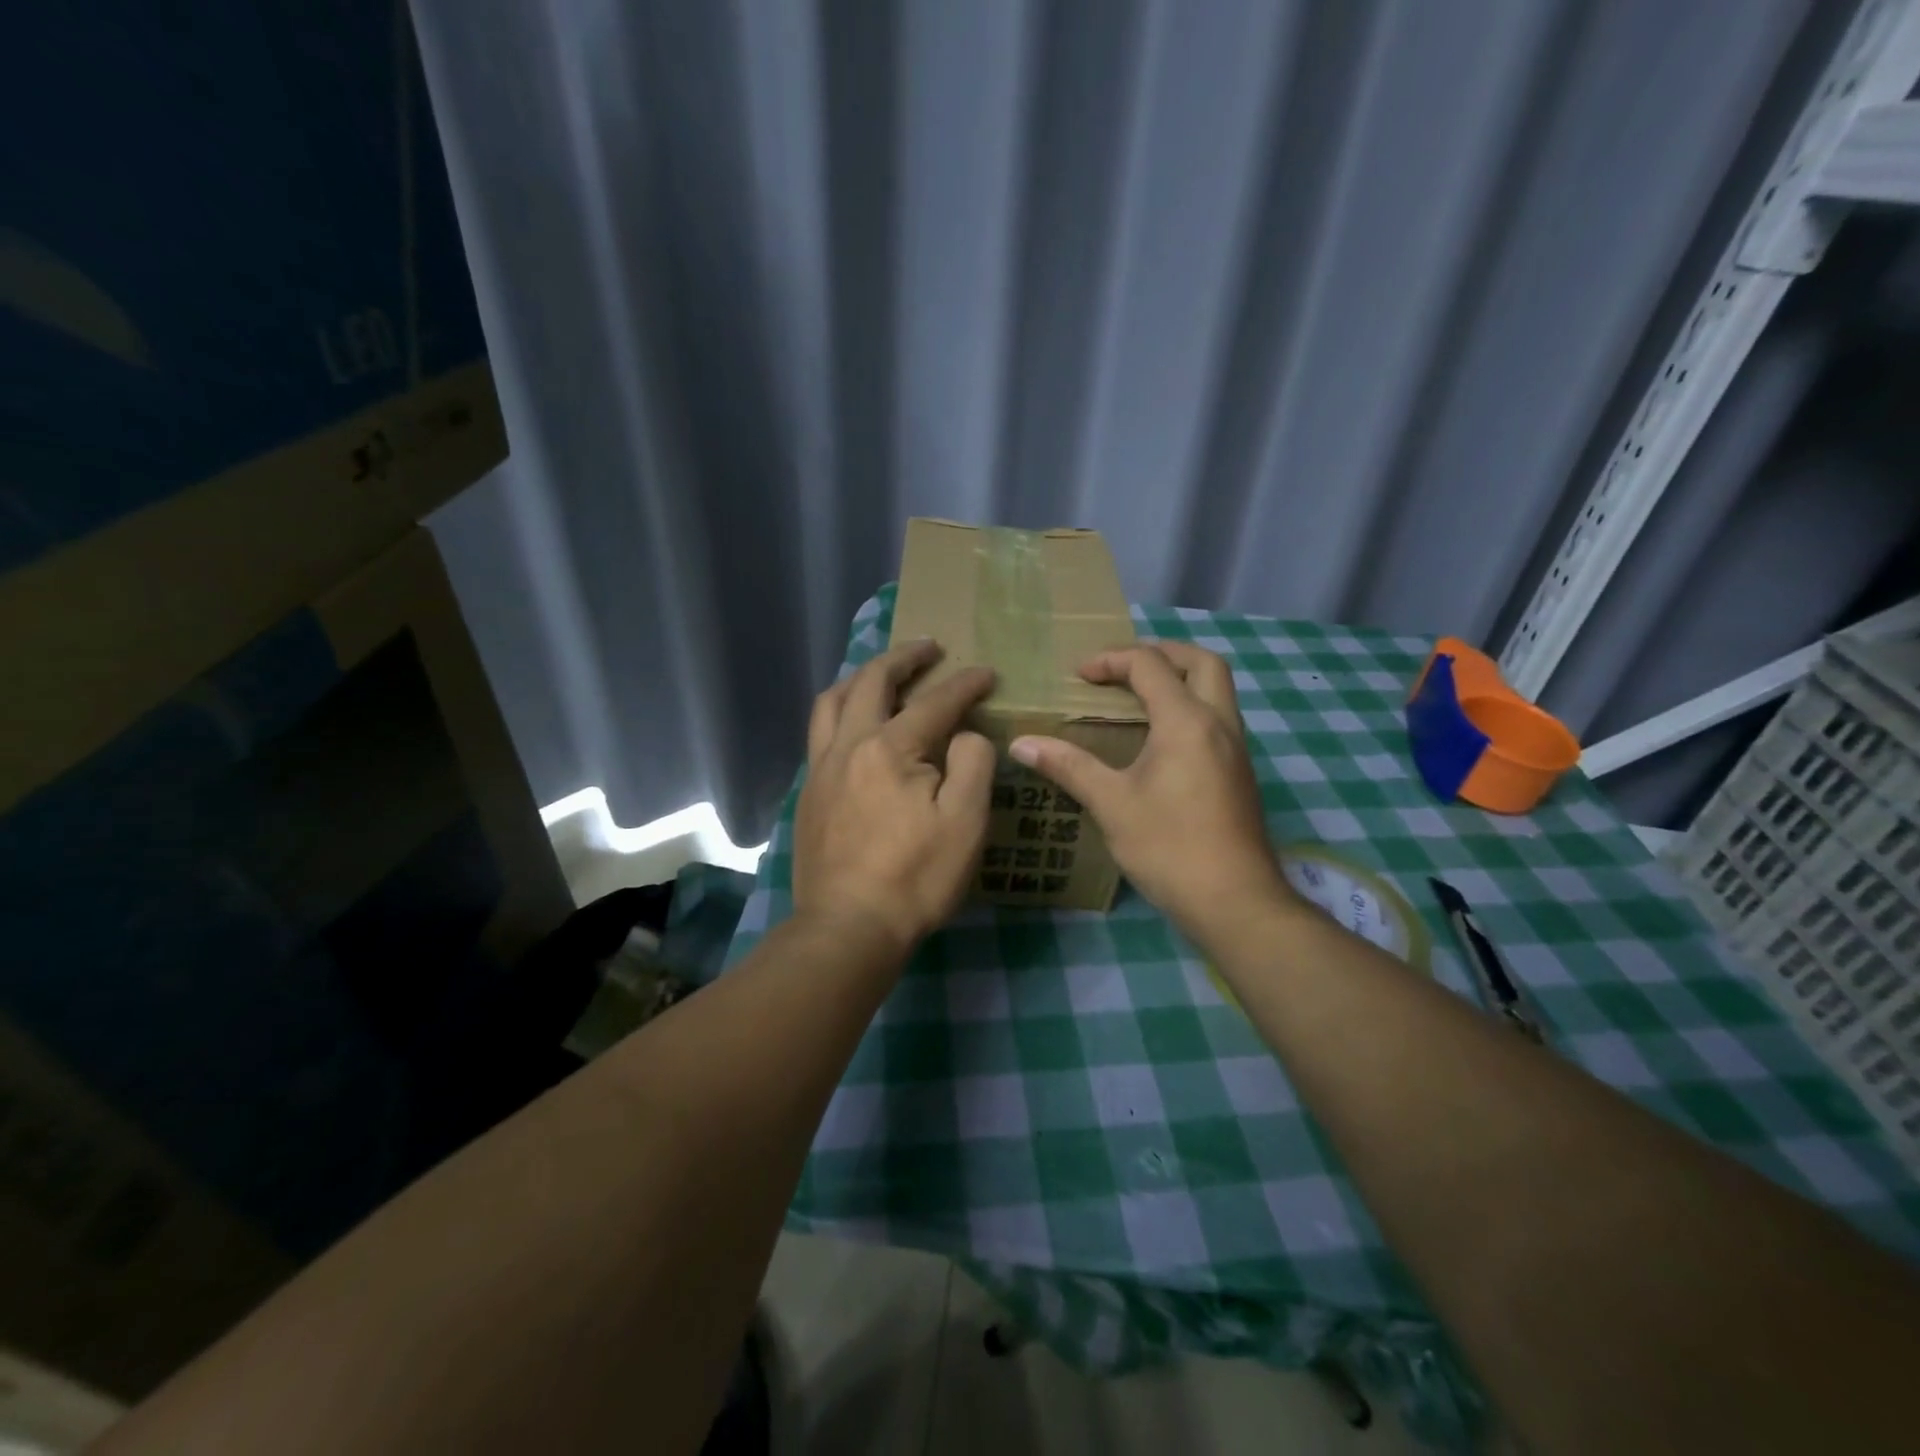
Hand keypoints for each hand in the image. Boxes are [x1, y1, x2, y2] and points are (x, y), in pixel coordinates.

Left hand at [794, 639, 997, 958]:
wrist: (848, 928)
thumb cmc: (915, 876)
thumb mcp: (965, 822)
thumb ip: (973, 764)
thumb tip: (966, 734)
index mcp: (889, 748)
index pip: (934, 702)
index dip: (964, 684)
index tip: (987, 673)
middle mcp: (848, 746)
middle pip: (871, 682)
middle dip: (903, 658)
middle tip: (929, 648)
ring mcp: (821, 769)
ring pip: (831, 702)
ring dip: (860, 677)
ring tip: (882, 674)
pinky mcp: (809, 794)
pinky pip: (820, 733)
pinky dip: (840, 711)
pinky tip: (854, 727)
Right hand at [1009, 643, 1297, 946]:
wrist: (1235, 901)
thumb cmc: (1169, 847)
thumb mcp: (1112, 804)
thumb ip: (1068, 766)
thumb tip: (1021, 744)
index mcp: (1186, 722)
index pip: (1150, 665)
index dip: (1111, 661)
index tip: (1079, 676)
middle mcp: (1219, 724)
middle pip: (1201, 662)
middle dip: (1160, 653)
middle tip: (1122, 667)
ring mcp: (1236, 749)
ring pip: (1216, 690)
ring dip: (1179, 679)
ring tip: (1137, 697)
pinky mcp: (1239, 772)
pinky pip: (1217, 717)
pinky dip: (1189, 707)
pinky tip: (1159, 740)